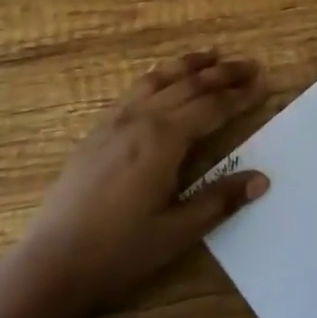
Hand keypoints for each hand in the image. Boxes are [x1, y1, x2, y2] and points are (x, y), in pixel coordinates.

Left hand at [22, 49, 269, 309]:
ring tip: (212, 55)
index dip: (240, 95)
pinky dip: (158, 76)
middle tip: (250, 65)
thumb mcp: (177, 231)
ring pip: (160, 79)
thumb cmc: (119, 251)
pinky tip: (163, 79)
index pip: (212, 107)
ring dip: (189, 65)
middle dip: (223, 73)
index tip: (263, 83)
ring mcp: (116, 120)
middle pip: (190, 85)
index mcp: (164, 139)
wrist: (52, 262)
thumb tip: (262, 180)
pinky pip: (135, 89)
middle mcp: (142, 118)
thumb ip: (220, 200)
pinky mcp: (98, 129)